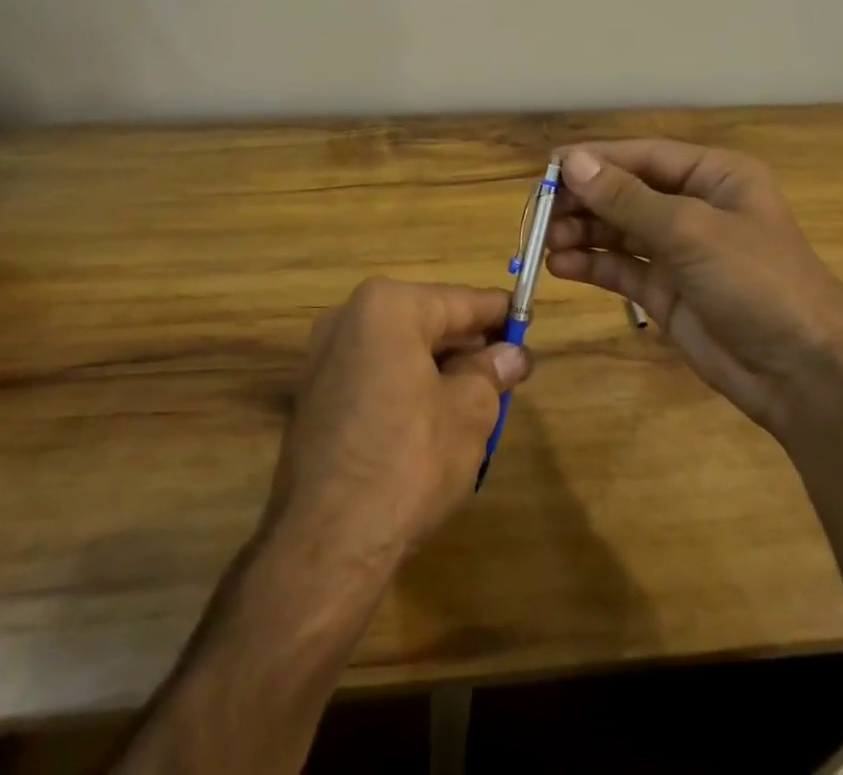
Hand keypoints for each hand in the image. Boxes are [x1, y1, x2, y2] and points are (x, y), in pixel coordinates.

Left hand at [268, 278, 530, 564]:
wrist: (327, 543)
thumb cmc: (409, 460)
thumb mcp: (470, 411)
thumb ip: (492, 372)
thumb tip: (511, 354)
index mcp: (387, 306)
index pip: (460, 301)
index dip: (499, 314)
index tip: (528, 322)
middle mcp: (348, 317)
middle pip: (427, 322)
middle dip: (468, 346)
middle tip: (508, 370)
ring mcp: (324, 357)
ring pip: (401, 350)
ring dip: (439, 369)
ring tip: (478, 399)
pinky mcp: (314, 396)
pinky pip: (375, 375)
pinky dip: (406, 387)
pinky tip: (433, 420)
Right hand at [545, 141, 842, 434]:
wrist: (804, 375)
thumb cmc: (757, 281)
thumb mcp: (691, 231)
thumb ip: (627, 198)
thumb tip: (572, 162)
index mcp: (714, 176)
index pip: (643, 156)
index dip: (595, 159)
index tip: (548, 167)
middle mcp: (694, 206)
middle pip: (626, 191)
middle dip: (584, 200)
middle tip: (539, 212)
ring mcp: (680, 251)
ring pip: (618, 230)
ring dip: (582, 232)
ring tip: (544, 241)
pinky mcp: (666, 290)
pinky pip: (621, 267)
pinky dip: (591, 264)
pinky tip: (562, 265)